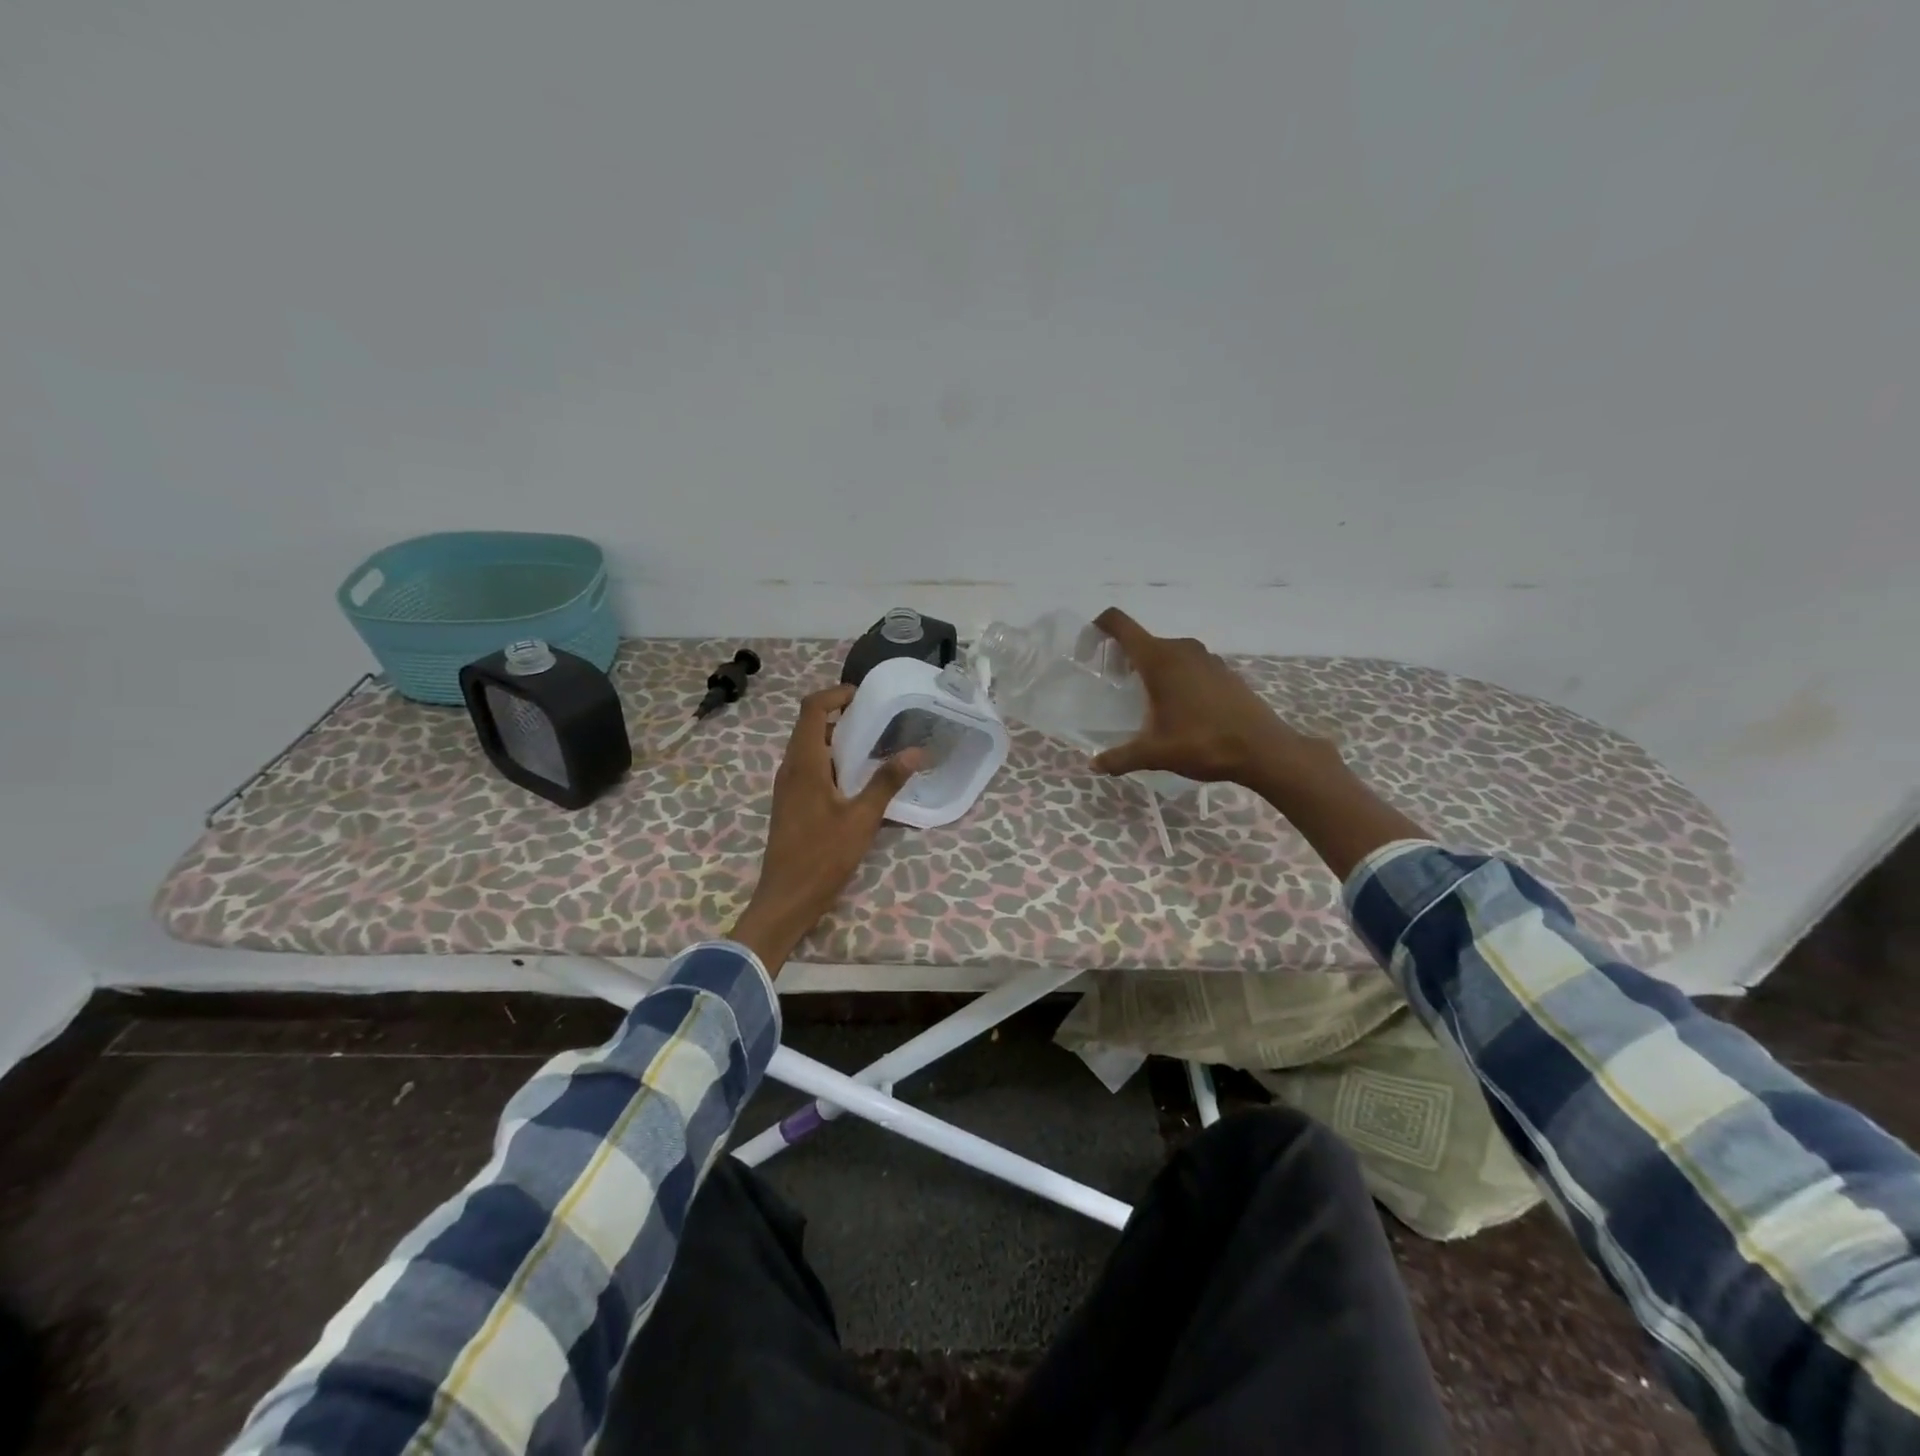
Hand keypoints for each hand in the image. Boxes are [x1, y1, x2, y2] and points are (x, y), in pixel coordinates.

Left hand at [730, 684, 924, 973]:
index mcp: (804, 763)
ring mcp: (787, 786)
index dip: (835, 694)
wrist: (786, 899)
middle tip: (879, 719)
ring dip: (837, 740)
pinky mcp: (791, 802)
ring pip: (810, 747)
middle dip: (842, 715)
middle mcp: (790, 767)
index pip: (812, 708)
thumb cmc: (822, 856)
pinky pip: (810, 767)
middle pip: (810, 725)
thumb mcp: (862, 818)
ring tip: (874, 745)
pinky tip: (857, 779)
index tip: (865, 695)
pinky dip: (832, 761)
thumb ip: (887, 782)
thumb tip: (917, 752)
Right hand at [1088, 607, 1340, 793]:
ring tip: (1144, 700)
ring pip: (1167, 652)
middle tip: (1113, 686)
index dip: (1100, 626)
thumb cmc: (1203, 743)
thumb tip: (1094, 765)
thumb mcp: (1155, 754)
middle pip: (1142, 640)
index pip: (1121, 623)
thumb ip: (1120, 757)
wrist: (1264, 749)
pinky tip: (1178, 707)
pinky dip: (1175, 676)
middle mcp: (1181, 649)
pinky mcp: (1223, 671)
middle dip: (1123, 657)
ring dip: (1151, 668)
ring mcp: (1206, 658)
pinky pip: (1188, 664)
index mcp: (1159, 660)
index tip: (1090, 646)